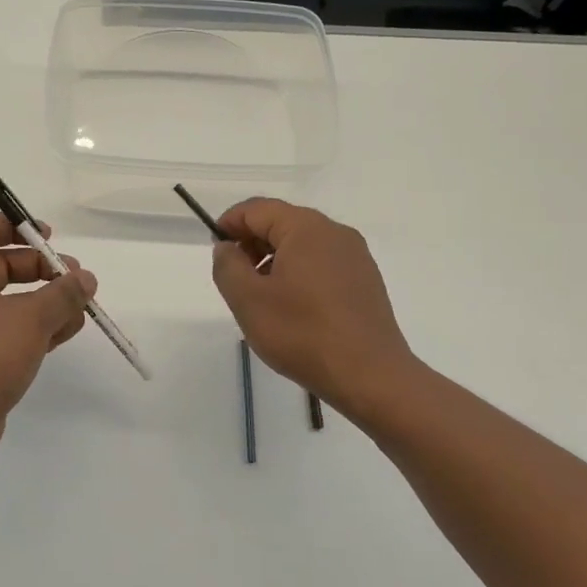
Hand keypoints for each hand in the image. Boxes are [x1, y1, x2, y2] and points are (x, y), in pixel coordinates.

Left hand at [0, 212, 96, 467]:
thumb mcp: (30, 318)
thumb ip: (63, 294)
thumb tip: (85, 278)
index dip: (14, 224)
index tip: (48, 236)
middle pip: (2, 263)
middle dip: (41, 267)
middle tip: (76, 276)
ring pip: (12, 299)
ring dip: (46, 299)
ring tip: (81, 307)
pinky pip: (12, 329)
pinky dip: (39, 326)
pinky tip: (68, 331)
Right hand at [211, 198, 421, 418]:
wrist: (371, 376)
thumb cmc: (302, 334)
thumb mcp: (248, 300)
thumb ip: (228, 265)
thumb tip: (227, 247)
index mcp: (306, 228)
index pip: (257, 209)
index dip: (230, 223)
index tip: (216, 249)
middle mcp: (335, 232)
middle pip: (282, 222)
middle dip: (252, 242)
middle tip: (235, 276)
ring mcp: (355, 256)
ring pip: (303, 244)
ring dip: (275, 259)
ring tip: (261, 296)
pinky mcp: (366, 281)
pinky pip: (323, 263)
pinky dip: (299, 273)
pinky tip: (293, 307)